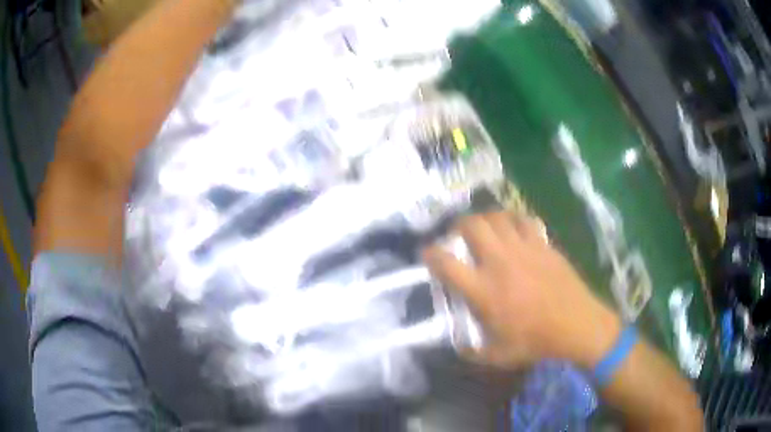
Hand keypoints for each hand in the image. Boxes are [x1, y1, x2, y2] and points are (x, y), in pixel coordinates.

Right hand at [423, 212, 621, 369]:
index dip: (431, 253)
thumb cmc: (535, 341)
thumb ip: (472, 351)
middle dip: (459, 226)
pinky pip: (523, 220)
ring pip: (496, 217)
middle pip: (471, 226)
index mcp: (483, 290)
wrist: (576, 325)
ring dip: (485, 219)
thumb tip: (459, 344)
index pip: (446, 263)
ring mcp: (523, 248)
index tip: (429, 253)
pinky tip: (513, 228)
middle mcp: (499, 262)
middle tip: (459, 235)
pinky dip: (513, 220)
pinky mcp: (542, 244)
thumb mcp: (497, 356)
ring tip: (485, 229)